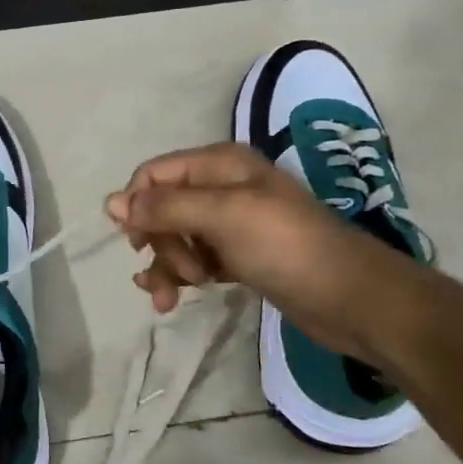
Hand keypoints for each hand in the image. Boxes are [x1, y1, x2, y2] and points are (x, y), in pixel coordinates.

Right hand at [105, 143, 411, 363]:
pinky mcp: (240, 257)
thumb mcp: (221, 216)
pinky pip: (194, 260)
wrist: (352, 298)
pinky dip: (180, 276)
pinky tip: (171, 298)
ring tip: (168, 299)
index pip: (155, 174)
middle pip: (162, 208)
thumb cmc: (285, 246)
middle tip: (182, 272)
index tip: (135, 241)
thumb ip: (165, 207)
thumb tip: (110, 202)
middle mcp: (222, 188)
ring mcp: (232, 225)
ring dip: (165, 266)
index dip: (137, 204)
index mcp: (220, 164)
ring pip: (175, 238)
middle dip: (159, 242)